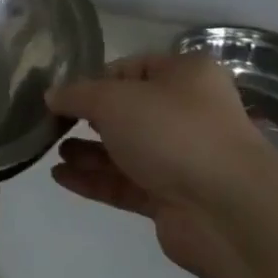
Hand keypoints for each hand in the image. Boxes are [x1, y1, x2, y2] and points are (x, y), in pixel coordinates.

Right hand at [47, 52, 277, 277]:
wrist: (226, 209)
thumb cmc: (172, 132)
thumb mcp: (113, 99)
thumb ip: (77, 95)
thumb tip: (52, 95)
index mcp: (185, 76)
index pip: (131, 68)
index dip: (94, 79)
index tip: (61, 94)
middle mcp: (187, 113)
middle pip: (127, 112)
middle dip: (88, 118)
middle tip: (51, 124)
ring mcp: (181, 159)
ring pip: (124, 150)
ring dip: (87, 151)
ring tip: (51, 152)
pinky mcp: (171, 198)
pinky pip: (124, 184)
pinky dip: (93, 179)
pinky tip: (59, 177)